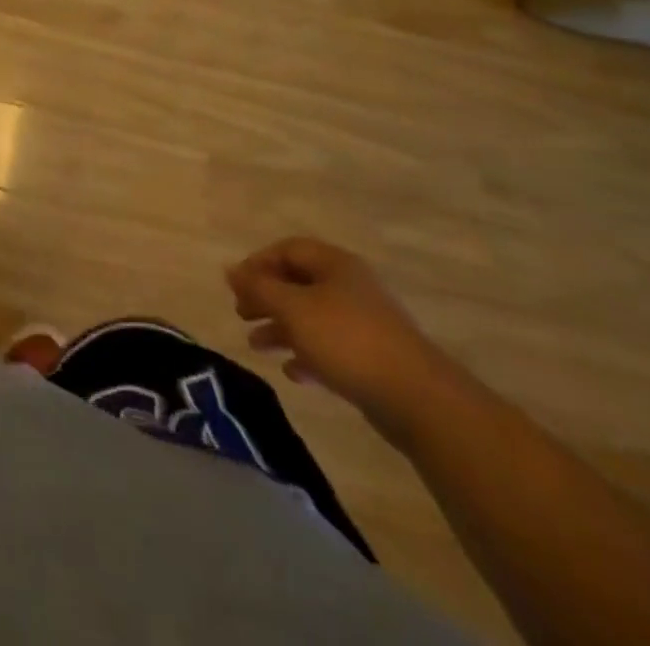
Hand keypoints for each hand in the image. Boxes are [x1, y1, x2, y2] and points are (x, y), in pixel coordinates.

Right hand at [226, 237, 460, 438]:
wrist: (419, 399)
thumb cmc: (347, 340)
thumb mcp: (292, 308)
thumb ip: (258, 288)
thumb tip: (230, 270)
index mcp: (334, 265)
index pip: (287, 249)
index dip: (257, 263)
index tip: (236, 286)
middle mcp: (350, 287)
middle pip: (298, 283)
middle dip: (266, 298)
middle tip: (241, 313)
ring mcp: (364, 323)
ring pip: (311, 316)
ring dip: (281, 328)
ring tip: (256, 346)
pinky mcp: (373, 357)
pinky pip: (330, 347)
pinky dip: (307, 354)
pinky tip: (293, 372)